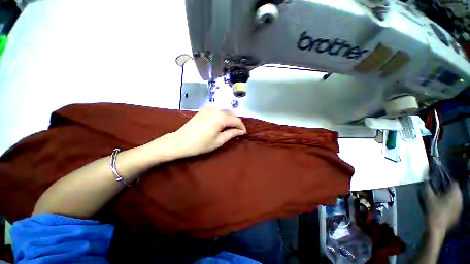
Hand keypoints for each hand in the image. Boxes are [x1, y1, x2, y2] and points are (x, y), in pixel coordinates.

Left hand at [160, 108, 246, 158]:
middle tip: (236, 132)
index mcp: (221, 117)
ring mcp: (209, 108)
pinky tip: (219, 124)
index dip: (242, 127)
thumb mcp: (219, 141)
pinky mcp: (204, 110)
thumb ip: (232, 133)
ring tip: (228, 129)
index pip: (236, 120)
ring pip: (225, 111)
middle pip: (231, 114)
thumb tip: (241, 131)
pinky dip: (222, 116)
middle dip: (235, 122)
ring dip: (229, 119)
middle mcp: (216, 109)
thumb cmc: (200, 144)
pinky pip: (217, 111)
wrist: (180, 141)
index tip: (243, 133)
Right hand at [421, 182, 462, 234]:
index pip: (453, 182)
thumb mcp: (427, 197)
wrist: (437, 228)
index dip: (446, 182)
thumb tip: (426, 181)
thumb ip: (427, 187)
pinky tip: (442, 209)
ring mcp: (460, 207)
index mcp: (455, 192)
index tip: (438, 185)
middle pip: (455, 191)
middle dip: (448, 191)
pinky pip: (454, 206)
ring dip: (449, 198)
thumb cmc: (433, 210)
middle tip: (438, 193)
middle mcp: (460, 198)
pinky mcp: (458, 214)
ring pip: (455, 199)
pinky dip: (449, 205)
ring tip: (440, 201)